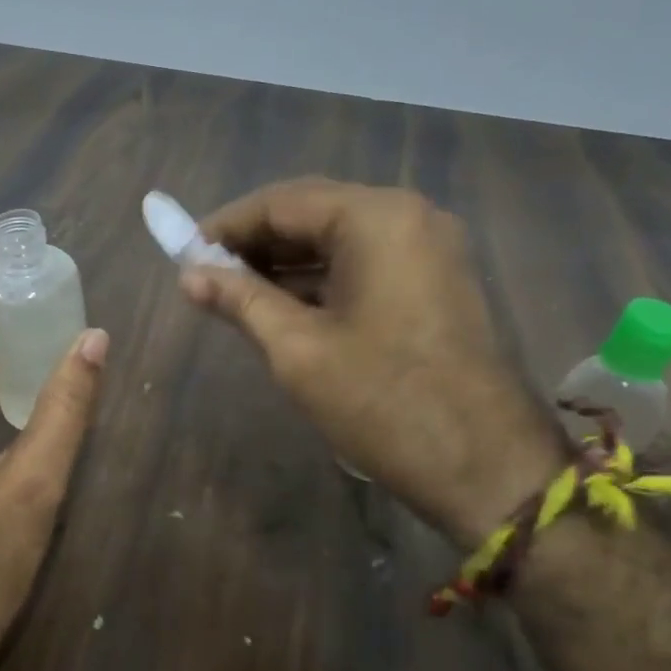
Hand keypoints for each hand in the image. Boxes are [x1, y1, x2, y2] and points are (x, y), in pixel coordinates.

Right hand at [183, 178, 563, 544]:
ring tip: (234, 293)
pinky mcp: (437, 281)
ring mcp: (430, 249)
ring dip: (285, 262)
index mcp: (377, 218)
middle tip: (204, 275)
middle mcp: (409, 216)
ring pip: (338, 239)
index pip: (282, 201)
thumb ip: (240, 300)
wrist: (488, 469)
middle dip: (255, 242)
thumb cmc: (384, 402)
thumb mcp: (298, 350)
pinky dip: (320, 279)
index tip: (183, 253)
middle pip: (313, 213)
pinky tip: (283, 305)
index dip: (226, 225)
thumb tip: (188, 274)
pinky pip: (365, 263)